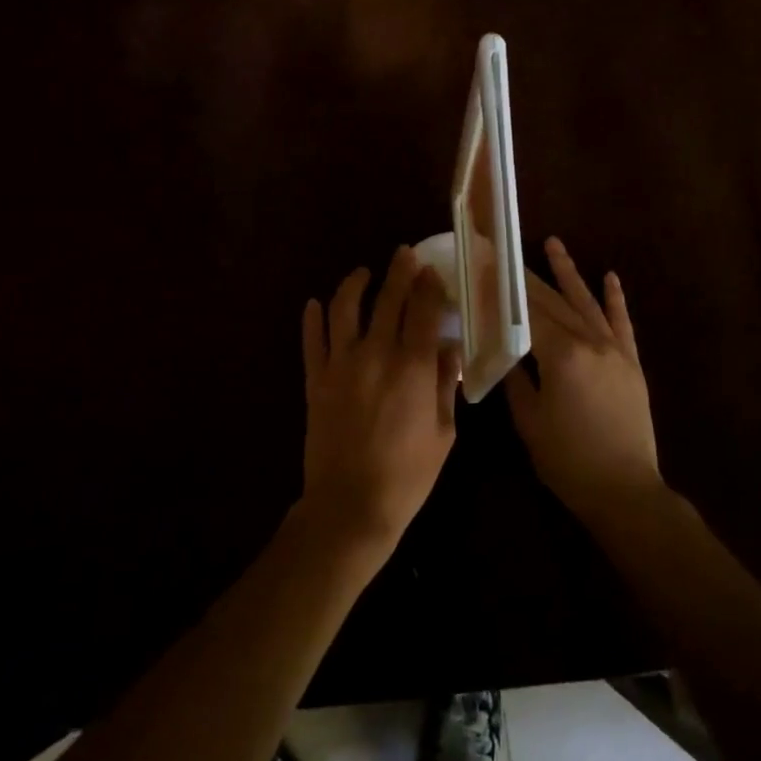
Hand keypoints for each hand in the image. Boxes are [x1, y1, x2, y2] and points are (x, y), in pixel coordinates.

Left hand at [299, 246, 459, 556]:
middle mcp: (375, 354)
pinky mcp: (315, 380)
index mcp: (412, 366)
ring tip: (362, 274)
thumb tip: (449, 350)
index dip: (429, 285)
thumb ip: (445, 385)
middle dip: (399, 271)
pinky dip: (313, 319)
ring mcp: (340, 365)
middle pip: (388, 299)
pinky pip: (312, 341)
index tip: (432, 270)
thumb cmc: (408, 474)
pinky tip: (315, 304)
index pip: (423, 310)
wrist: (351, 506)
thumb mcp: (443, 432)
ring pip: (344, 309)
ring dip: (354, 284)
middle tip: (404, 254)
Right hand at [505, 238, 664, 524]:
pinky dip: (615, 299)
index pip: (526, 313)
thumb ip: (516, 380)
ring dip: (568, 272)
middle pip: (553, 302)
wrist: (625, 490)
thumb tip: (505, 351)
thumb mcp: (529, 422)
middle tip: (505, 252)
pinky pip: (622, 323)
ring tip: (553, 243)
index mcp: (561, 356)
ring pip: (586, 302)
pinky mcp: (631, 362)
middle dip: (527, 276)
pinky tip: (609, 277)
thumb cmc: (568, 460)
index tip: (485, 267)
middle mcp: (589, 342)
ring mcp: (614, 350)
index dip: (503, 290)